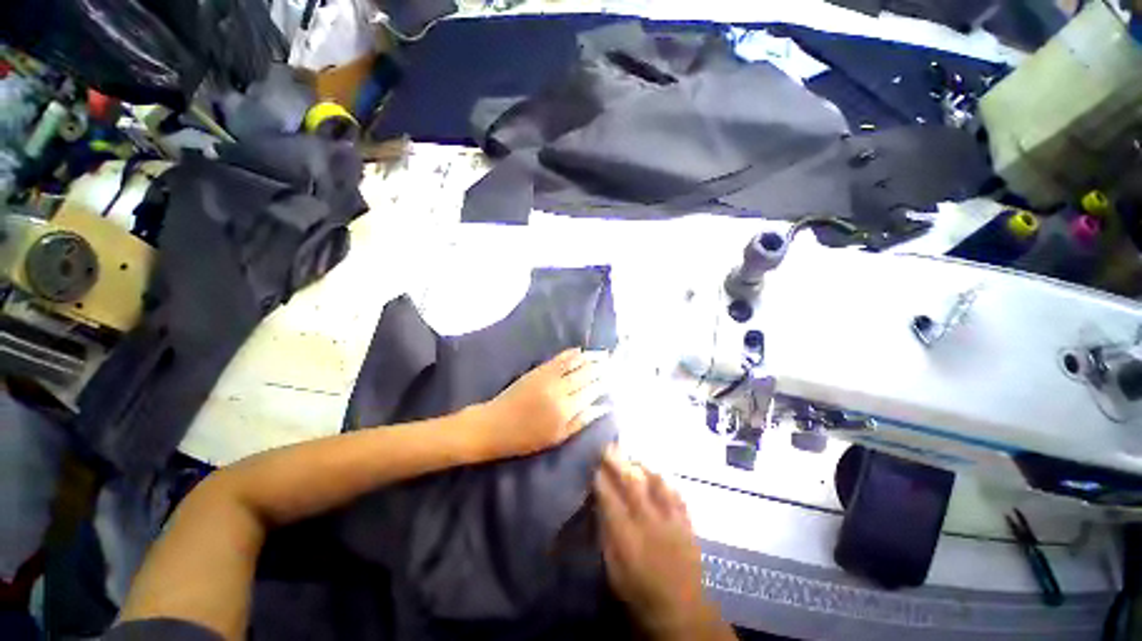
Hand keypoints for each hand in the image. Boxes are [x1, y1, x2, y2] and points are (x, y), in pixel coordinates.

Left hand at [471, 348, 609, 459]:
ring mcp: (548, 377)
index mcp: (566, 409)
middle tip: (613, 361)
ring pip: (574, 364)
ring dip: (590, 357)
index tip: (614, 377)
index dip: (604, 383)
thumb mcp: (557, 437)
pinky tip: (579, 350)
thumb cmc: (526, 438)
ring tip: (603, 353)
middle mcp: (560, 390)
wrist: (494, 425)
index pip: (592, 391)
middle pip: (586, 374)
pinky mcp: (537, 371)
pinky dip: (570, 353)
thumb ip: (581, 421)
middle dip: (601, 367)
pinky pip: (558, 359)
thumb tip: (603, 407)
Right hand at [595, 448, 731, 640]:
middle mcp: (649, 524)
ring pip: (656, 483)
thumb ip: (606, 535)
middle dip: (618, 462)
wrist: (681, 612)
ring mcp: (671, 521)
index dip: (601, 479)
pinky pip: (676, 494)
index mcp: (627, 539)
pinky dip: (665, 481)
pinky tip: (657, 474)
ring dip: (642, 466)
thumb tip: (599, 506)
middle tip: (609, 447)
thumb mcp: (613, 570)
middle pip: (632, 484)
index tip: (594, 465)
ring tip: (632, 457)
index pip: (610, 499)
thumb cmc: (639, 593)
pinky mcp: (686, 523)